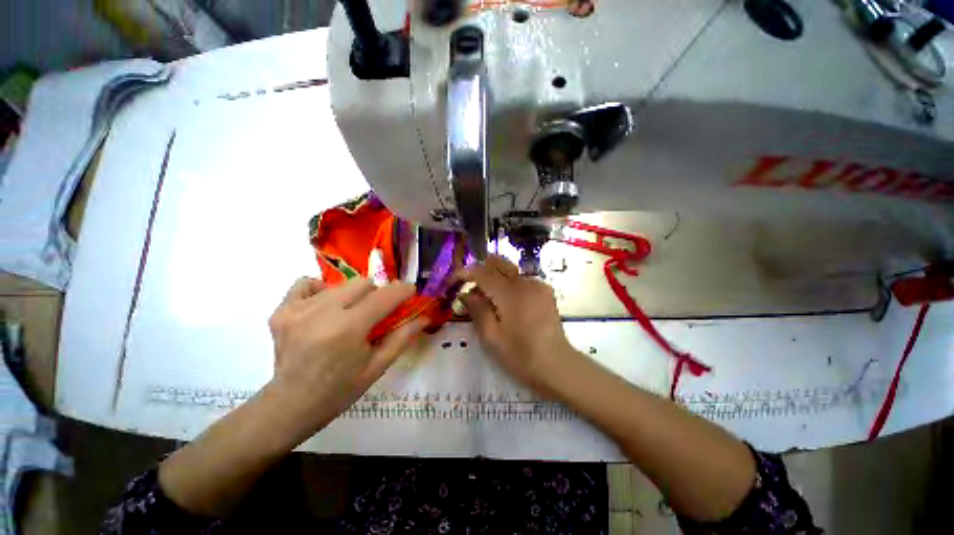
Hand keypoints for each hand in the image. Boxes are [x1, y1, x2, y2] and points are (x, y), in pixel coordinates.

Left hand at [267, 277, 426, 435]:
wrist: (291, 405)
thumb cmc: (340, 390)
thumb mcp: (378, 366)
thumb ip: (403, 336)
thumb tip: (425, 316)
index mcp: (347, 329)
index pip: (385, 296)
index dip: (403, 290)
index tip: (410, 293)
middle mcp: (321, 313)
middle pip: (363, 283)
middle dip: (377, 294)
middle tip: (376, 313)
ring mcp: (297, 309)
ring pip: (341, 284)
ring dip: (352, 296)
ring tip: (348, 316)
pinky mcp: (281, 310)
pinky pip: (307, 283)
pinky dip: (321, 291)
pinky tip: (323, 309)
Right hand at [460, 255, 581, 396]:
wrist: (558, 365)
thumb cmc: (521, 355)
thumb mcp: (492, 337)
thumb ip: (477, 310)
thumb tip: (466, 293)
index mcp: (509, 293)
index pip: (482, 272)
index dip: (464, 273)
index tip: (453, 281)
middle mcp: (524, 282)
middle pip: (497, 262)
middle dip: (480, 270)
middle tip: (471, 288)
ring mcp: (537, 284)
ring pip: (509, 270)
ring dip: (494, 278)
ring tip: (488, 300)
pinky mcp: (545, 291)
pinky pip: (521, 279)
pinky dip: (508, 285)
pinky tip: (507, 304)